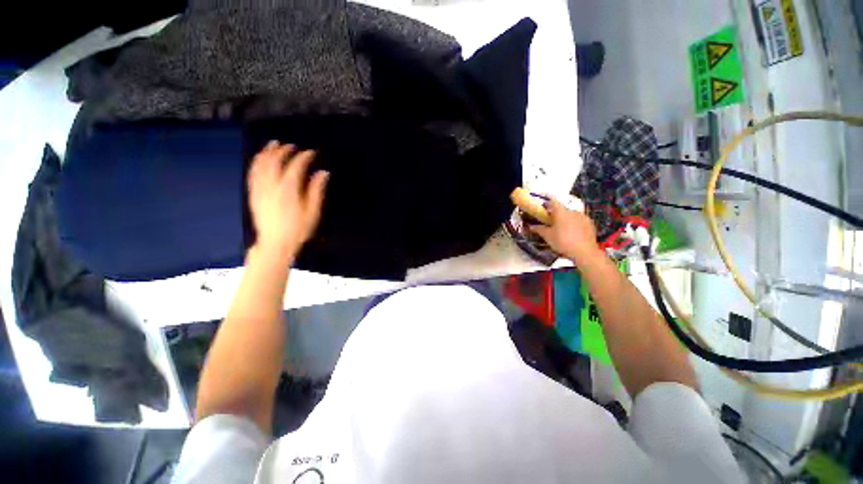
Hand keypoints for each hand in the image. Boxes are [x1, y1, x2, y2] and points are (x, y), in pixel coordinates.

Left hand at [248, 141, 328, 260]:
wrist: (275, 243)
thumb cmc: (298, 229)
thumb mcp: (313, 212)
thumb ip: (317, 191)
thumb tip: (323, 173)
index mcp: (289, 190)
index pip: (295, 166)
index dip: (303, 157)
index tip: (311, 153)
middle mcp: (272, 186)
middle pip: (275, 161)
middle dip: (283, 151)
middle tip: (291, 146)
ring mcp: (260, 190)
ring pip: (260, 165)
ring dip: (267, 153)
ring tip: (273, 145)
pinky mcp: (254, 195)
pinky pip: (252, 174)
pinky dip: (256, 163)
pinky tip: (259, 159)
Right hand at [529, 199, 603, 264]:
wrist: (584, 252)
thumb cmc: (562, 242)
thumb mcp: (547, 236)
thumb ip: (539, 229)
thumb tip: (531, 226)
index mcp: (561, 212)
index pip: (552, 202)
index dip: (547, 205)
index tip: (543, 212)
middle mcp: (573, 211)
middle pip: (563, 209)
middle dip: (557, 215)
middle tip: (551, 224)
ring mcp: (583, 217)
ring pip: (572, 215)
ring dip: (567, 220)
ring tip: (563, 230)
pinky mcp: (591, 224)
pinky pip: (580, 221)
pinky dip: (575, 225)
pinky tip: (573, 234)